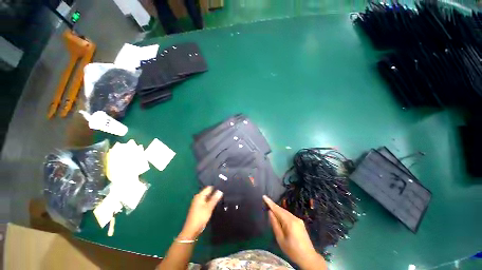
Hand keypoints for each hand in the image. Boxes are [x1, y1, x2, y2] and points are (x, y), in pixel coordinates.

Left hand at [178, 186, 222, 239]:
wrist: (191, 230)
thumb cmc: (200, 217)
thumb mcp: (209, 208)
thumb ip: (214, 199)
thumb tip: (220, 191)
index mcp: (199, 196)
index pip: (209, 188)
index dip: (216, 188)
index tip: (223, 188)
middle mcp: (198, 197)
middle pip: (208, 192)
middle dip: (214, 192)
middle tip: (223, 192)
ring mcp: (197, 202)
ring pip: (207, 197)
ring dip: (213, 197)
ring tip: (221, 197)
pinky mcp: (198, 207)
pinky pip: (206, 201)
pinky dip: (210, 201)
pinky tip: (215, 203)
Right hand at [263, 195, 325, 269]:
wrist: (309, 258)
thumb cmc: (292, 251)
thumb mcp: (280, 239)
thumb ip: (275, 224)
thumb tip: (270, 212)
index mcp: (289, 222)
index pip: (278, 209)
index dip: (270, 203)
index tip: (264, 196)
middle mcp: (295, 218)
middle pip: (282, 210)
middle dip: (273, 205)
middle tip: (265, 201)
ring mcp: (298, 220)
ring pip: (285, 212)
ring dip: (278, 210)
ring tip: (270, 207)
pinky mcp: (300, 222)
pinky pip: (289, 215)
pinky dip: (282, 214)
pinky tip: (279, 215)